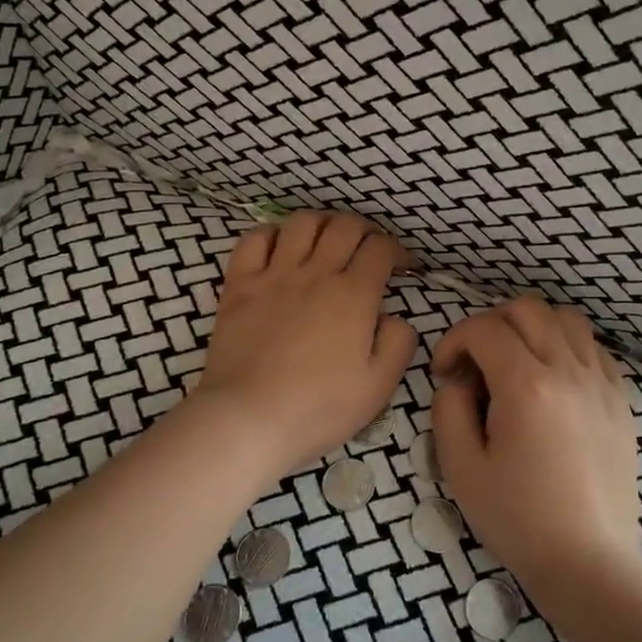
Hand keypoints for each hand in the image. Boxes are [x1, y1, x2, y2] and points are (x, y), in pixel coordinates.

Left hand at [191, 210, 417, 476]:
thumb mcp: (379, 385)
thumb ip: (399, 343)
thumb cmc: (320, 407)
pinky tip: (280, 247)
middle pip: (345, 226)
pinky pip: (254, 240)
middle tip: (369, 248)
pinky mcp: (239, 285)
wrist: (249, 418)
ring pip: (302, 223)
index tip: (402, 267)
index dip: (397, 251)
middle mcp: (316, 273)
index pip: (381, 249)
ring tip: (328, 239)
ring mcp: (274, 275)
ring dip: (322, 223)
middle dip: (365, 230)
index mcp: (353, 295)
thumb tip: (395, 317)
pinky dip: (271, 234)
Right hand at [429, 295, 641, 592]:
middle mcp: (568, 371)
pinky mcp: (622, 400)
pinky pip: (594, 348)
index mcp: (527, 386)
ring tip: (516, 364)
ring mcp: (602, 383)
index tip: (444, 372)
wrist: (589, 562)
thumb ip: (448, 409)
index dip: (454, 340)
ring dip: (533, 328)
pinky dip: (567, 347)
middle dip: (491, 324)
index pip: (484, 329)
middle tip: (476, 363)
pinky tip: (553, 381)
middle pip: (527, 309)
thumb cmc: (518, 520)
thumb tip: (458, 379)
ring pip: (566, 319)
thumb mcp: (461, 468)